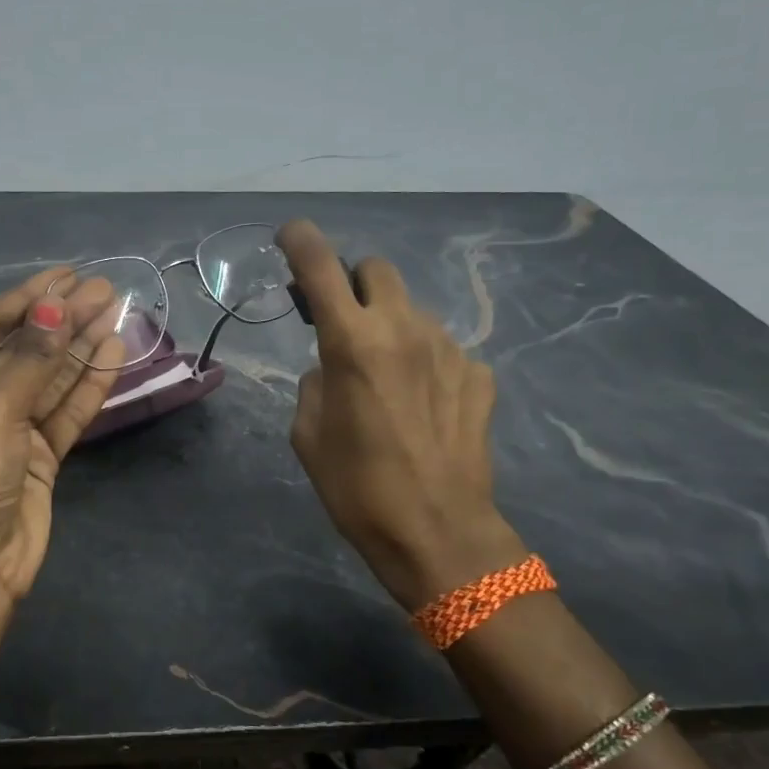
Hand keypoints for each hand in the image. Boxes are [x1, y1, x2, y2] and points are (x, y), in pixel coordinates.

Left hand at [0, 270, 123, 612]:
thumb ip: (30, 358)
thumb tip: (57, 306)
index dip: (29, 299)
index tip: (67, 275)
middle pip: (25, 349)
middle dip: (63, 319)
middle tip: (104, 289)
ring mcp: (9, 429)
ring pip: (50, 378)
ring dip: (81, 346)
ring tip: (116, 311)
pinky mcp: (39, 456)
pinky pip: (65, 411)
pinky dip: (88, 385)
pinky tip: (113, 354)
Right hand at [276, 219, 526, 611]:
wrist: (438, 532)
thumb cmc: (356, 488)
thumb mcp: (307, 434)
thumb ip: (316, 381)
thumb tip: (333, 366)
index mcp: (352, 341)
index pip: (321, 266)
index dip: (301, 241)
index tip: (290, 236)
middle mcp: (403, 329)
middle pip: (377, 270)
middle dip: (354, 284)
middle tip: (343, 321)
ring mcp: (449, 348)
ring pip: (411, 310)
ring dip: (390, 326)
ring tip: (386, 378)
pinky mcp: (478, 374)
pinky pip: (442, 349)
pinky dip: (423, 361)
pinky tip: (422, 403)